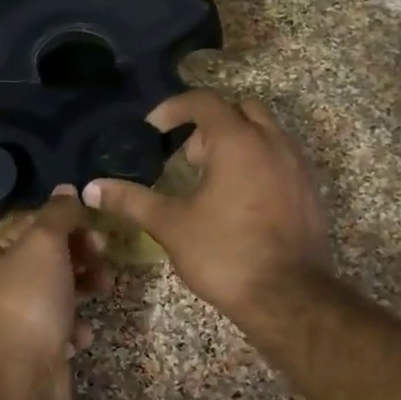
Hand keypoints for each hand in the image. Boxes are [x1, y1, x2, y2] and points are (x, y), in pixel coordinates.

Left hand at [0, 190, 107, 399]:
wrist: (23, 374)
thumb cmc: (29, 298)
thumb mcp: (44, 243)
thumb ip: (58, 214)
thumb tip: (67, 189)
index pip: (29, 227)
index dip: (63, 222)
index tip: (91, 226)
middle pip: (47, 259)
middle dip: (79, 255)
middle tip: (102, 255)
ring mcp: (17, 320)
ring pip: (59, 292)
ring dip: (84, 287)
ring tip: (103, 288)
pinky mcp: (37, 348)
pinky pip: (62, 327)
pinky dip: (75, 326)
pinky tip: (80, 332)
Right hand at [85, 91, 333, 328]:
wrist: (289, 297)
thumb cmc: (225, 253)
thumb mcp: (170, 225)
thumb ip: (130, 200)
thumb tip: (91, 188)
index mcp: (237, 142)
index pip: (203, 101)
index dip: (173, 108)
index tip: (152, 131)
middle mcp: (272, 142)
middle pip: (239, 109)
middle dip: (209, 125)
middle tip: (186, 158)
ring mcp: (297, 166)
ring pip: (264, 133)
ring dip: (235, 143)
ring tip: (210, 180)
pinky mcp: (309, 190)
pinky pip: (281, 158)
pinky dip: (257, 163)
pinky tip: (238, 201)